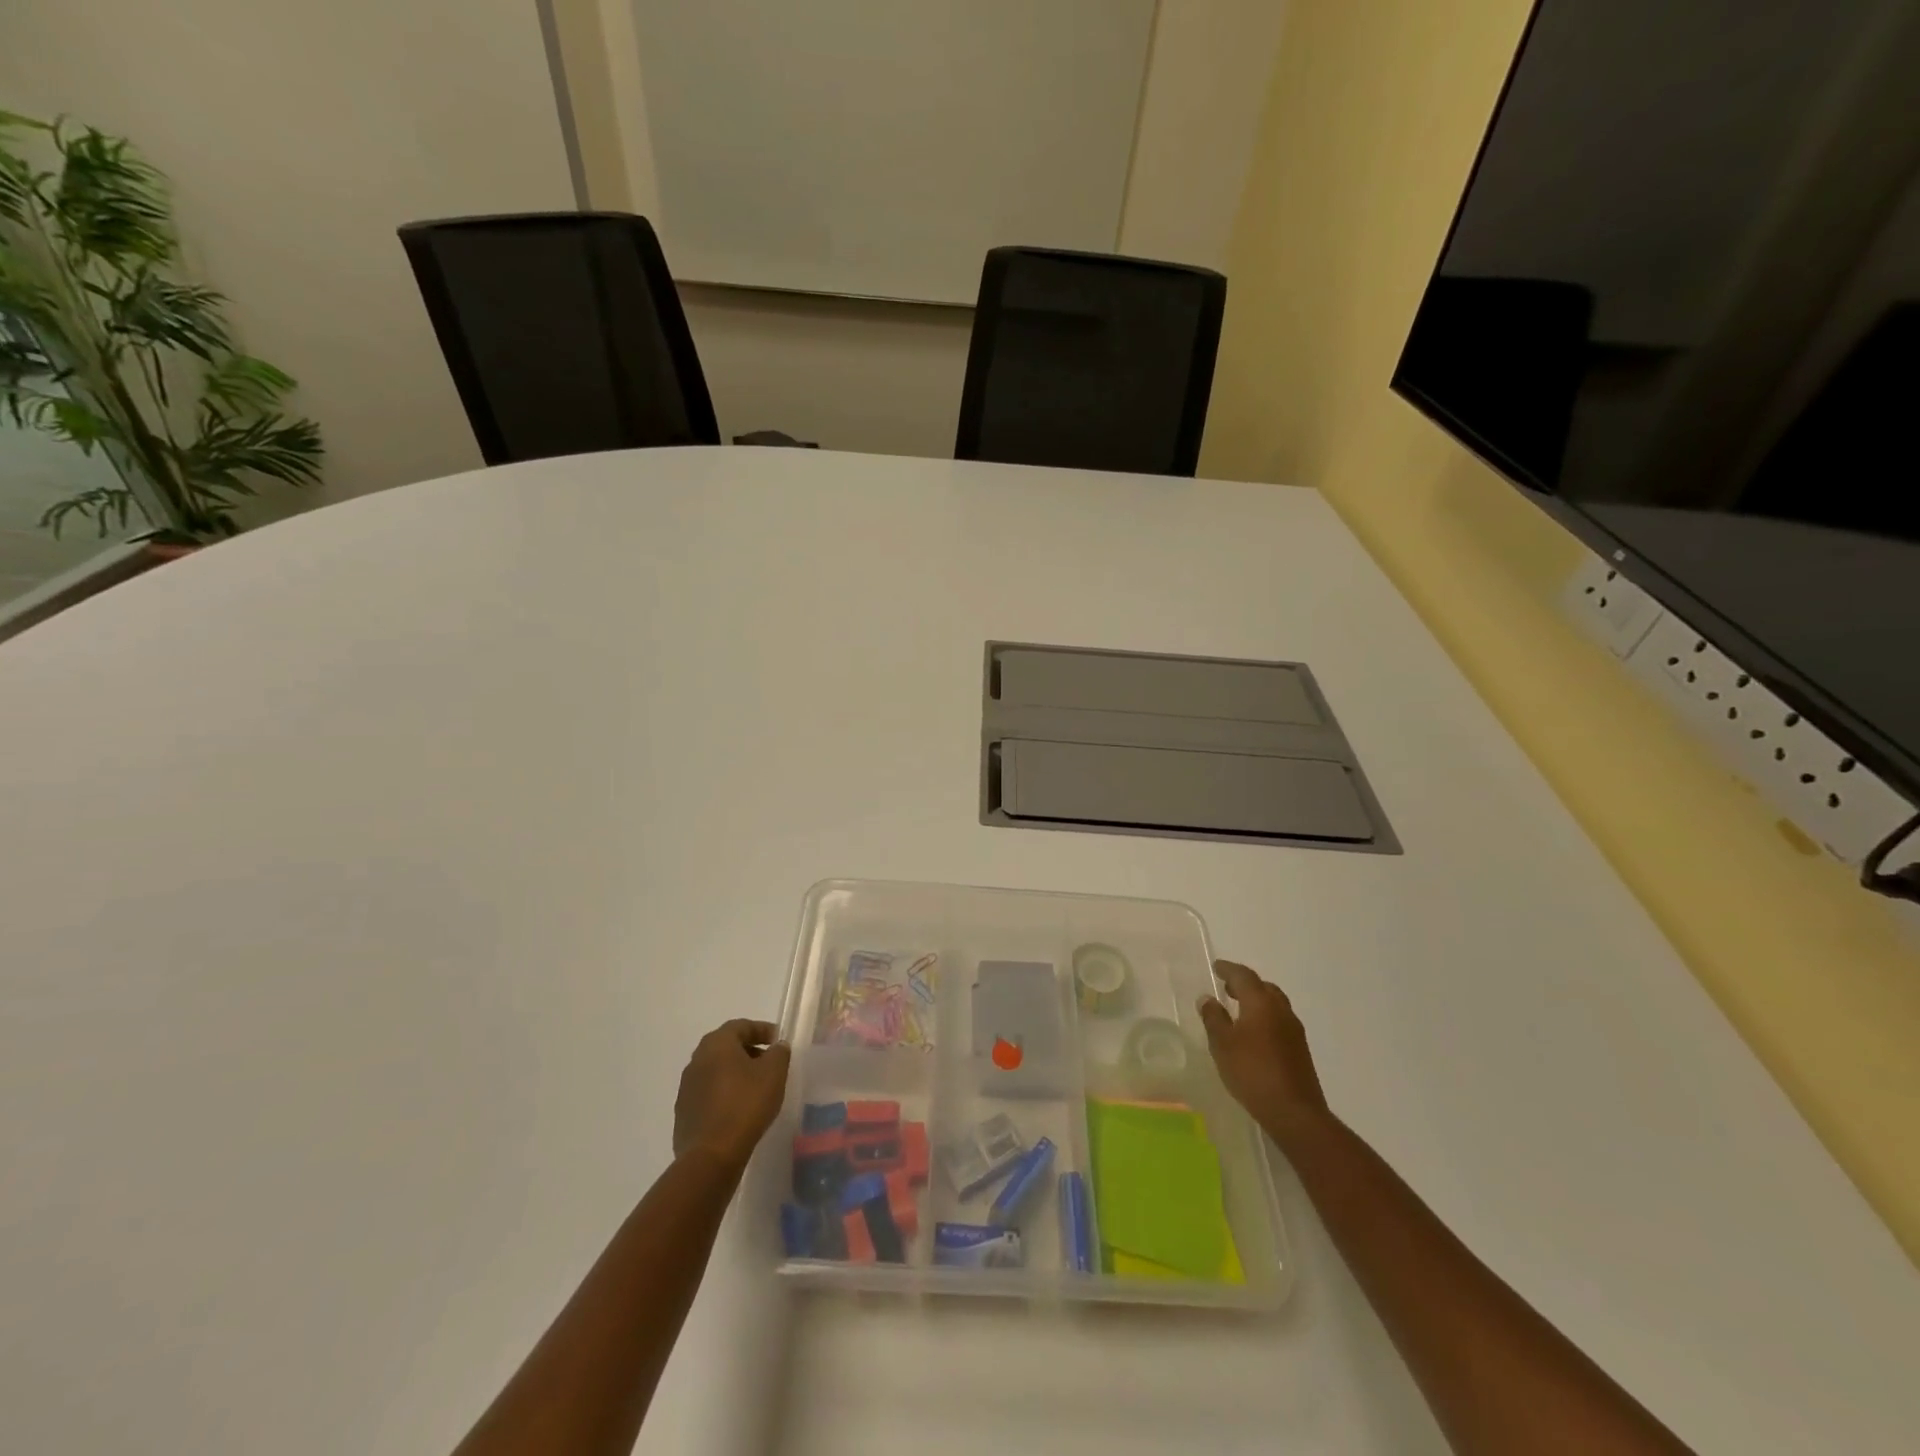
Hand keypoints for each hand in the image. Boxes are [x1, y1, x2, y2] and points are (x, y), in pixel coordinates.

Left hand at [672, 1019, 791, 1170]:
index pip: (741, 1026)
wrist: (711, 1156)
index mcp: (716, 1044)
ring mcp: (686, 1088)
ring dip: (736, 1074)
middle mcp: (696, 1060)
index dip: (763, 1030)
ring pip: (716, 1071)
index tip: (779, 1041)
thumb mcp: (774, 1073)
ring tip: (756, 1088)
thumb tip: (776, 1047)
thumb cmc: (746, 1104)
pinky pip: (708, 1094)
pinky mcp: (683, 1113)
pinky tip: (739, 1110)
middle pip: (726, 1047)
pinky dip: (724, 1094)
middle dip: (749, 1051)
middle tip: (769, 1063)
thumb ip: (779, 1053)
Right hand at [1197, 960, 1330, 1145]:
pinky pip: (1279, 1021)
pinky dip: (1265, 1017)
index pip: (1244, 976)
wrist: (1295, 1112)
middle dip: (1245, 984)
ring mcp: (1294, 1031)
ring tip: (1238, 1009)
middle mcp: (1281, 1010)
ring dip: (1256, 1001)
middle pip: (1263, 987)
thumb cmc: (1253, 1072)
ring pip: (1274, 1004)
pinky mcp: (1299, 1050)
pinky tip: (1254, 1033)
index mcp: (1261, 1003)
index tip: (1216, 967)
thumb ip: (1213, 1018)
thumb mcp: (1222, 1044)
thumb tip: (1208, 998)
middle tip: (1227, 987)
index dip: (1228, 969)